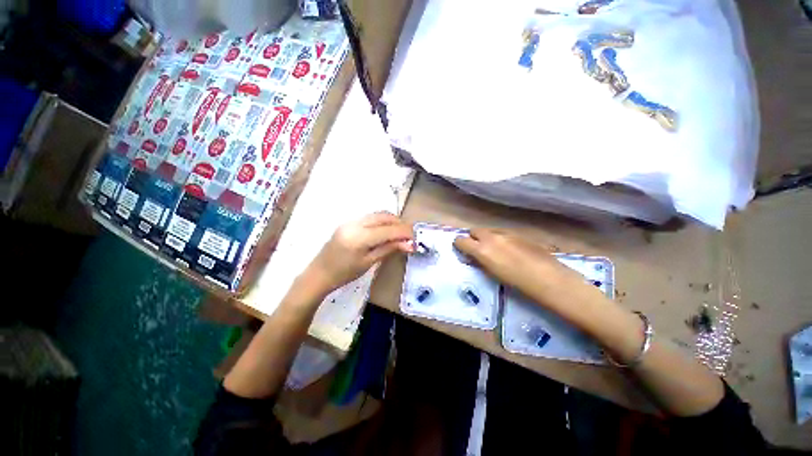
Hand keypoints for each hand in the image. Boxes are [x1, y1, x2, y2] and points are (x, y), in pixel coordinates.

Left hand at [303, 212, 414, 294]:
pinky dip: (382, 221)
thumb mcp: (369, 263)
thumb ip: (389, 249)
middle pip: (384, 216)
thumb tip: (409, 244)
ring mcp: (350, 221)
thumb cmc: (344, 273)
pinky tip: (386, 230)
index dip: (404, 232)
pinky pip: (370, 217)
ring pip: (377, 214)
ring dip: (391, 221)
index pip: (388, 229)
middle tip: (409, 234)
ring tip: (400, 232)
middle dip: (399, 223)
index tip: (415, 237)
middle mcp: (355, 223)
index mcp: (360, 237)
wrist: (319, 273)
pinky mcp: (349, 222)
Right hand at [454, 229, 587, 307]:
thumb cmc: (519, 284)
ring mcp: (506, 233)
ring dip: (487, 238)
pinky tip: (512, 250)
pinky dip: (501, 239)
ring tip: (496, 251)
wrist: (551, 280)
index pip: (461, 240)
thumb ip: (480, 261)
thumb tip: (472, 256)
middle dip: (473, 238)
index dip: (459, 245)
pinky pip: (503, 233)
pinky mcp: (519, 233)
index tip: (462, 251)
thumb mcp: (493, 274)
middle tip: (478, 250)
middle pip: (474, 231)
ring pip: (489, 230)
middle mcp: (491, 237)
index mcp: (482, 249)